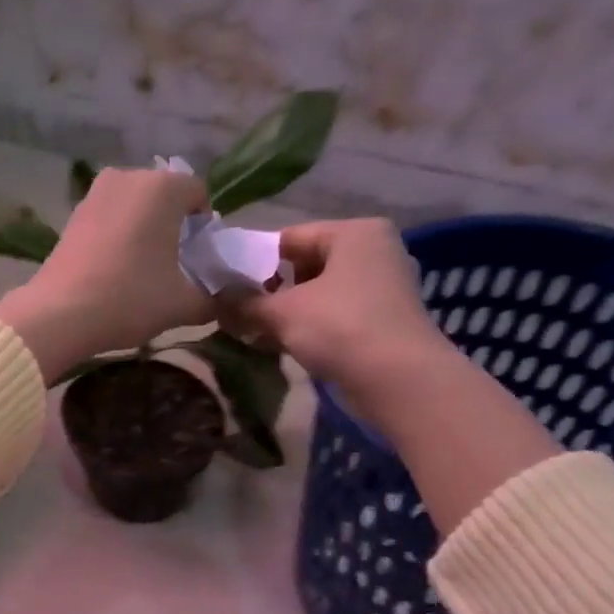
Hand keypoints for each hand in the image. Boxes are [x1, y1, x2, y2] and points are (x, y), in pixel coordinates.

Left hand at [0, 169, 213, 382]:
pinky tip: (114, 270)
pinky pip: (109, 219)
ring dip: (144, 231)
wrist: (59, 315)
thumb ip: (212, 299)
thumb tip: (222, 301)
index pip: (199, 194)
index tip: (199, 260)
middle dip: (173, 226)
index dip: (205, 228)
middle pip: (164, 197)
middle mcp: (129, 177)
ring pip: (134, 207)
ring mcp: (95, 193)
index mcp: (163, 187)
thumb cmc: (129, 300)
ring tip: (143, 271)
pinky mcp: (73, 215)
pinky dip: (117, 237)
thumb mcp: (181, 305)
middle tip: (174, 267)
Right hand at [230, 218, 454, 412]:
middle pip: (306, 265)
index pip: (291, 237)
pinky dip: (308, 327)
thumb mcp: (283, 312)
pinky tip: (280, 345)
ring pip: (320, 293)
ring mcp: (382, 288)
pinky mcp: (382, 322)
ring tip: (252, 330)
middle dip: (270, 289)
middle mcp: (374, 252)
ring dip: (286, 312)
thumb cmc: (340, 328)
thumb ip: (246, 302)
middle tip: (237, 310)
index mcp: (355, 233)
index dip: (254, 259)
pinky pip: (334, 316)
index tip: (226, 282)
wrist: (398, 380)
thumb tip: (215, 299)